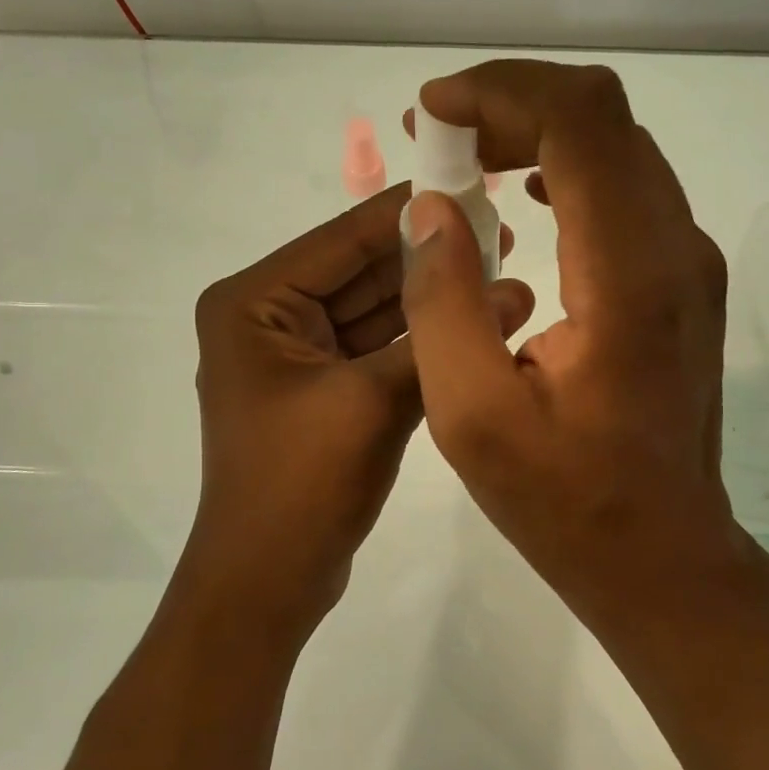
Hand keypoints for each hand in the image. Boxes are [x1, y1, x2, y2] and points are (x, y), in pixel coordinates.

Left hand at [183, 183, 534, 634]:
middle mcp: (269, 318)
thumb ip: (437, 338)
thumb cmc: (301, 483)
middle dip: (429, 258)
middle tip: (502, 233)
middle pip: (361, 272)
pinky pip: (378, 349)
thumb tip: (513, 288)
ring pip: (376, 311)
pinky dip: (422, 341)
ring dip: (432, 300)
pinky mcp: (325, 390)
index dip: (409, 213)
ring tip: (505, 274)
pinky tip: (479, 322)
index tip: (472, 186)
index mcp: (254, 303)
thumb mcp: (372, 400)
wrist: (269, 583)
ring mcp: (297, 356)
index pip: (342, 239)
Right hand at [401, 61, 734, 618]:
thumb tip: (431, 207)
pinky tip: (518, 195)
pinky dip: (564, 168)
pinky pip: (625, 187)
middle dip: (510, 103)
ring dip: (535, 131)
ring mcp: (688, 261)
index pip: (582, 120)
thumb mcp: (473, 416)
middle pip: (602, 118)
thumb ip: (442, 303)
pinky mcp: (682, 279)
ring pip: (616, 146)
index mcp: (629, 275)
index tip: (430, 113)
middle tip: (435, 135)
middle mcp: (675, 248)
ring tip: (463, 158)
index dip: (501, 92)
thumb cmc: (566, 500)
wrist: (663, 555)